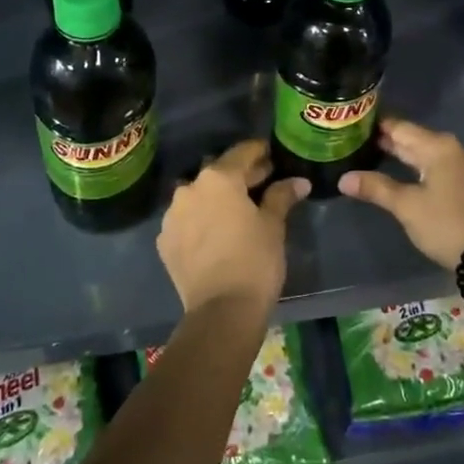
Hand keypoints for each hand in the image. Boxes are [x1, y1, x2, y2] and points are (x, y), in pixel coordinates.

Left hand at [157, 140, 308, 314]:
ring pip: (198, 196)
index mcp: (218, 178)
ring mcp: (172, 215)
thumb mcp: (273, 226)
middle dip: (239, 176)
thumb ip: (281, 196)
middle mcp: (190, 188)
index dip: (259, 153)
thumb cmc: (255, 260)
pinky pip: (186, 220)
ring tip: (235, 211)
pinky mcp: (164, 241)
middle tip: (261, 183)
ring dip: (215, 198)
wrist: (221, 311)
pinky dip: (200, 221)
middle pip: (217, 173)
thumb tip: (298, 182)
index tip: (271, 156)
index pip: (242, 153)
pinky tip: (215, 234)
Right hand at [339, 116, 463, 270]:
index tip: (353, 123)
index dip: (376, 125)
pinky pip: (438, 167)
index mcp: (438, 147)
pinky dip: (419, 168)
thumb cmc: (446, 224)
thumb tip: (343, 179)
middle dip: (387, 141)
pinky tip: (404, 175)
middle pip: (414, 139)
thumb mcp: (406, 206)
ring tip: (374, 156)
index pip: (400, 127)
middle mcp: (454, 149)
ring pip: (427, 154)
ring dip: (403, 155)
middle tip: (356, 141)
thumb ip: (375, 188)